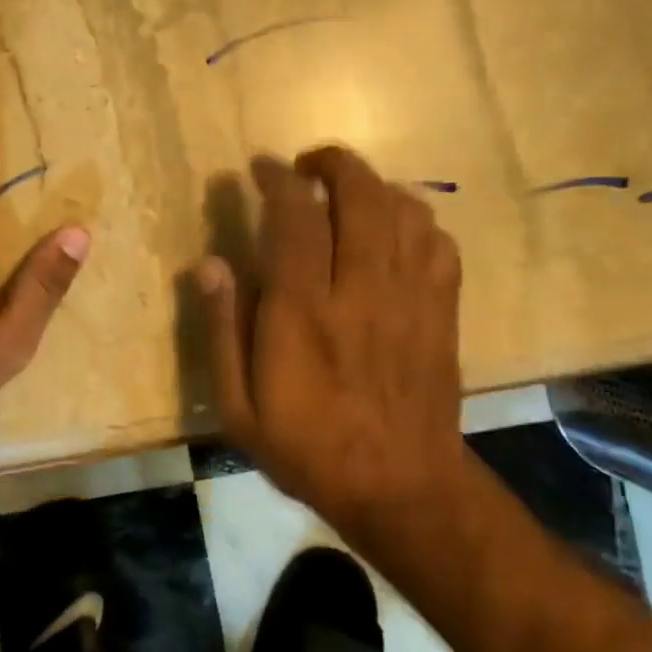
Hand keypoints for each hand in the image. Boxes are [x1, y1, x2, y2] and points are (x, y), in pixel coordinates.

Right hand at [198, 147, 466, 532]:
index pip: (295, 218)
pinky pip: (439, 243)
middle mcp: (361, 291)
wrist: (400, 487)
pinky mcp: (442, 312)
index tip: (262, 167)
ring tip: (348, 191)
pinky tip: (394, 230)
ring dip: (374, 185)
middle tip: (308, 164)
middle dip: (334, 163)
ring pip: (405, 210)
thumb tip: (209, 265)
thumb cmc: (307, 449)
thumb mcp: (238, 407)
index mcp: (304, 313)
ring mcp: (410, 298)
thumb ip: (222, 331)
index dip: (278, 179)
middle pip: (360, 196)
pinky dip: (415, 220)